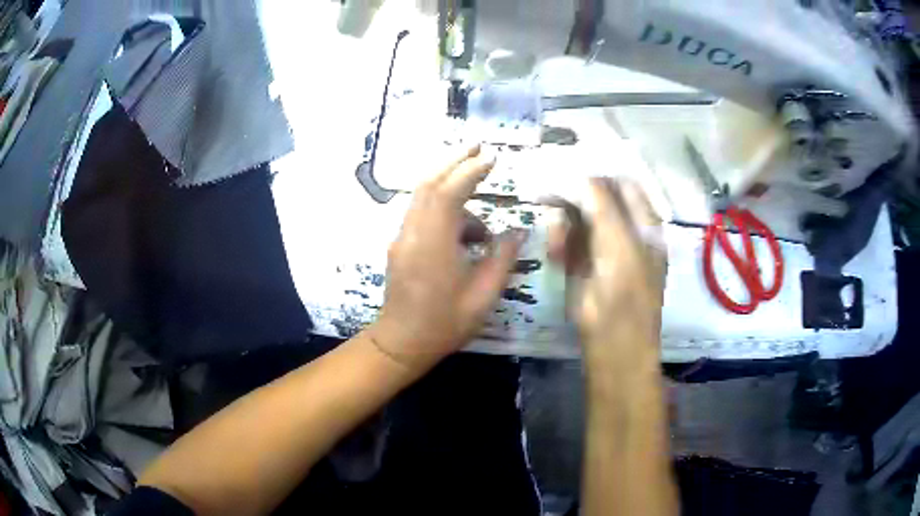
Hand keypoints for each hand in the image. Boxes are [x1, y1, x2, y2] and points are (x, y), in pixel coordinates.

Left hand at [368, 146, 524, 373]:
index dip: (471, 171)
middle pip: (429, 183)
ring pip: (423, 196)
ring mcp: (402, 237)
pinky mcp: (400, 244)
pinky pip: (422, 212)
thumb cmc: (445, 323)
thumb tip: (518, 231)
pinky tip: (465, 237)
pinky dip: (443, 209)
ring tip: (482, 227)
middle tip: (478, 146)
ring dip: (451, 189)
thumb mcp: (484, 295)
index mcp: (433, 243)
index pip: (450, 192)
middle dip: (454, 160)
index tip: (492, 157)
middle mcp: (413, 232)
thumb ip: (502, 258)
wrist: (401, 343)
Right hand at [547, 178, 665, 367]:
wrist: (614, 348)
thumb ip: (601, 204)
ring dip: (564, 224)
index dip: (595, 173)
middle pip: (598, 200)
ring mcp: (606, 250)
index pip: (622, 184)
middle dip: (572, 199)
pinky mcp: (588, 268)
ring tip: (555, 241)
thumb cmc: (623, 297)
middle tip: (546, 198)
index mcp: (645, 224)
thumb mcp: (617, 244)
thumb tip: (579, 174)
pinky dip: (561, 243)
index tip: (563, 168)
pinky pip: (572, 243)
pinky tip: (555, 253)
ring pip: (581, 221)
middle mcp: (628, 232)